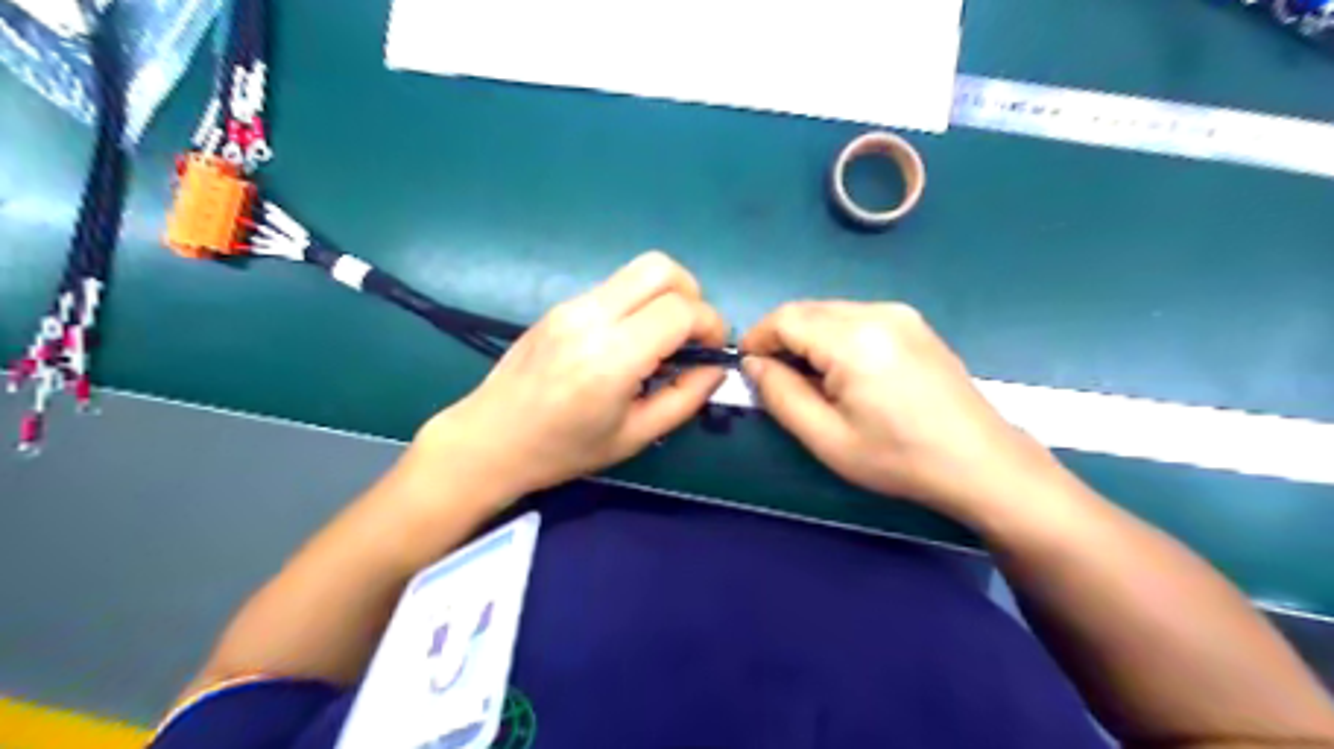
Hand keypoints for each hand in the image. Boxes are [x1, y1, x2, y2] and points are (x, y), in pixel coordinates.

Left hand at [416, 253, 727, 503]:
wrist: (489, 439)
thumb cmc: (563, 450)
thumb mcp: (636, 436)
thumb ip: (686, 398)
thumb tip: (715, 367)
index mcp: (612, 357)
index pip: (680, 310)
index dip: (710, 324)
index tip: (713, 349)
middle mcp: (591, 317)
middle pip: (660, 268)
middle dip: (692, 294)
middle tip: (692, 334)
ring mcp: (571, 305)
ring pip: (637, 270)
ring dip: (665, 295)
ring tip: (663, 339)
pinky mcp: (560, 305)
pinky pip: (614, 287)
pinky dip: (639, 303)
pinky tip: (630, 341)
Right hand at [733, 302, 1057, 517]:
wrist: (980, 462)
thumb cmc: (898, 458)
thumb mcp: (827, 438)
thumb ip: (781, 395)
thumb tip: (754, 364)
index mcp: (853, 339)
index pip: (785, 318)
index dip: (757, 338)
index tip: (748, 368)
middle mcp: (876, 312)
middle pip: (807, 310)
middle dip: (781, 338)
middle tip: (777, 379)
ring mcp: (900, 313)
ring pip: (831, 312)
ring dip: (808, 338)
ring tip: (812, 381)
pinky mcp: (913, 323)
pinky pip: (856, 318)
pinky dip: (835, 337)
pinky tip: (845, 372)